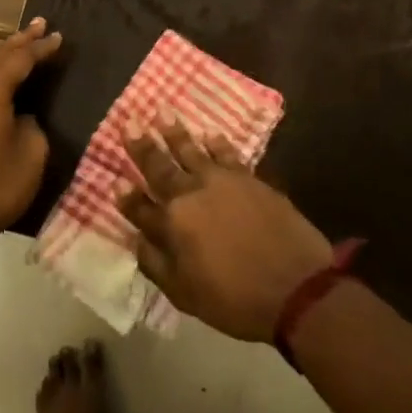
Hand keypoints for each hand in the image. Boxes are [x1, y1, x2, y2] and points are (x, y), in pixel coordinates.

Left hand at [0, 19, 63, 257]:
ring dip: (3, 56)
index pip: (19, 58)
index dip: (41, 48)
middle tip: (41, 24)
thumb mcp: (31, 153)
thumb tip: (21, 115)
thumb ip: (31, 123)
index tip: (60, 37)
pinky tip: (0, 78)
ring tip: (23, 43)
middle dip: (20, 40)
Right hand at [119, 114, 333, 342]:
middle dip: (142, 147)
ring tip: (163, 113)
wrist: (296, 287)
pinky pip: (228, 155)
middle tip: (128, 123)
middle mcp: (191, 195)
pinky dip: (217, 144)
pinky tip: (211, 135)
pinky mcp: (250, 180)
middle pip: (160, 168)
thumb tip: (136, 239)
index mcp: (171, 224)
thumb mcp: (184, 294)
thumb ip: (155, 263)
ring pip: (192, 151)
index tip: (115, 180)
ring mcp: (222, 183)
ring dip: (175, 133)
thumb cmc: (235, 299)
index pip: (140, 207)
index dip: (126, 196)